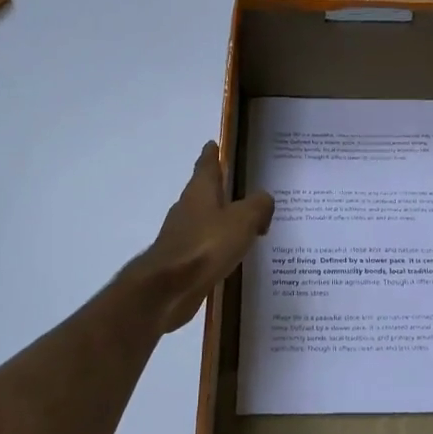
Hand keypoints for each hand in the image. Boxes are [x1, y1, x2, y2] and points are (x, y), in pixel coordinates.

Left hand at [128, 142, 274, 333]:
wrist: (168, 289)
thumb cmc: (206, 245)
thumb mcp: (243, 219)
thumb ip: (258, 206)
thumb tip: (264, 200)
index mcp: (200, 191)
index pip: (206, 165)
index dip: (211, 154)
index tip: (213, 144)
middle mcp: (188, 208)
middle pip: (204, 192)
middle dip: (219, 187)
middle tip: (239, 185)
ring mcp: (182, 235)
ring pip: (205, 220)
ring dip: (220, 218)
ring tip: (243, 222)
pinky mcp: (182, 261)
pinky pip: (206, 245)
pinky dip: (218, 245)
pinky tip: (232, 254)